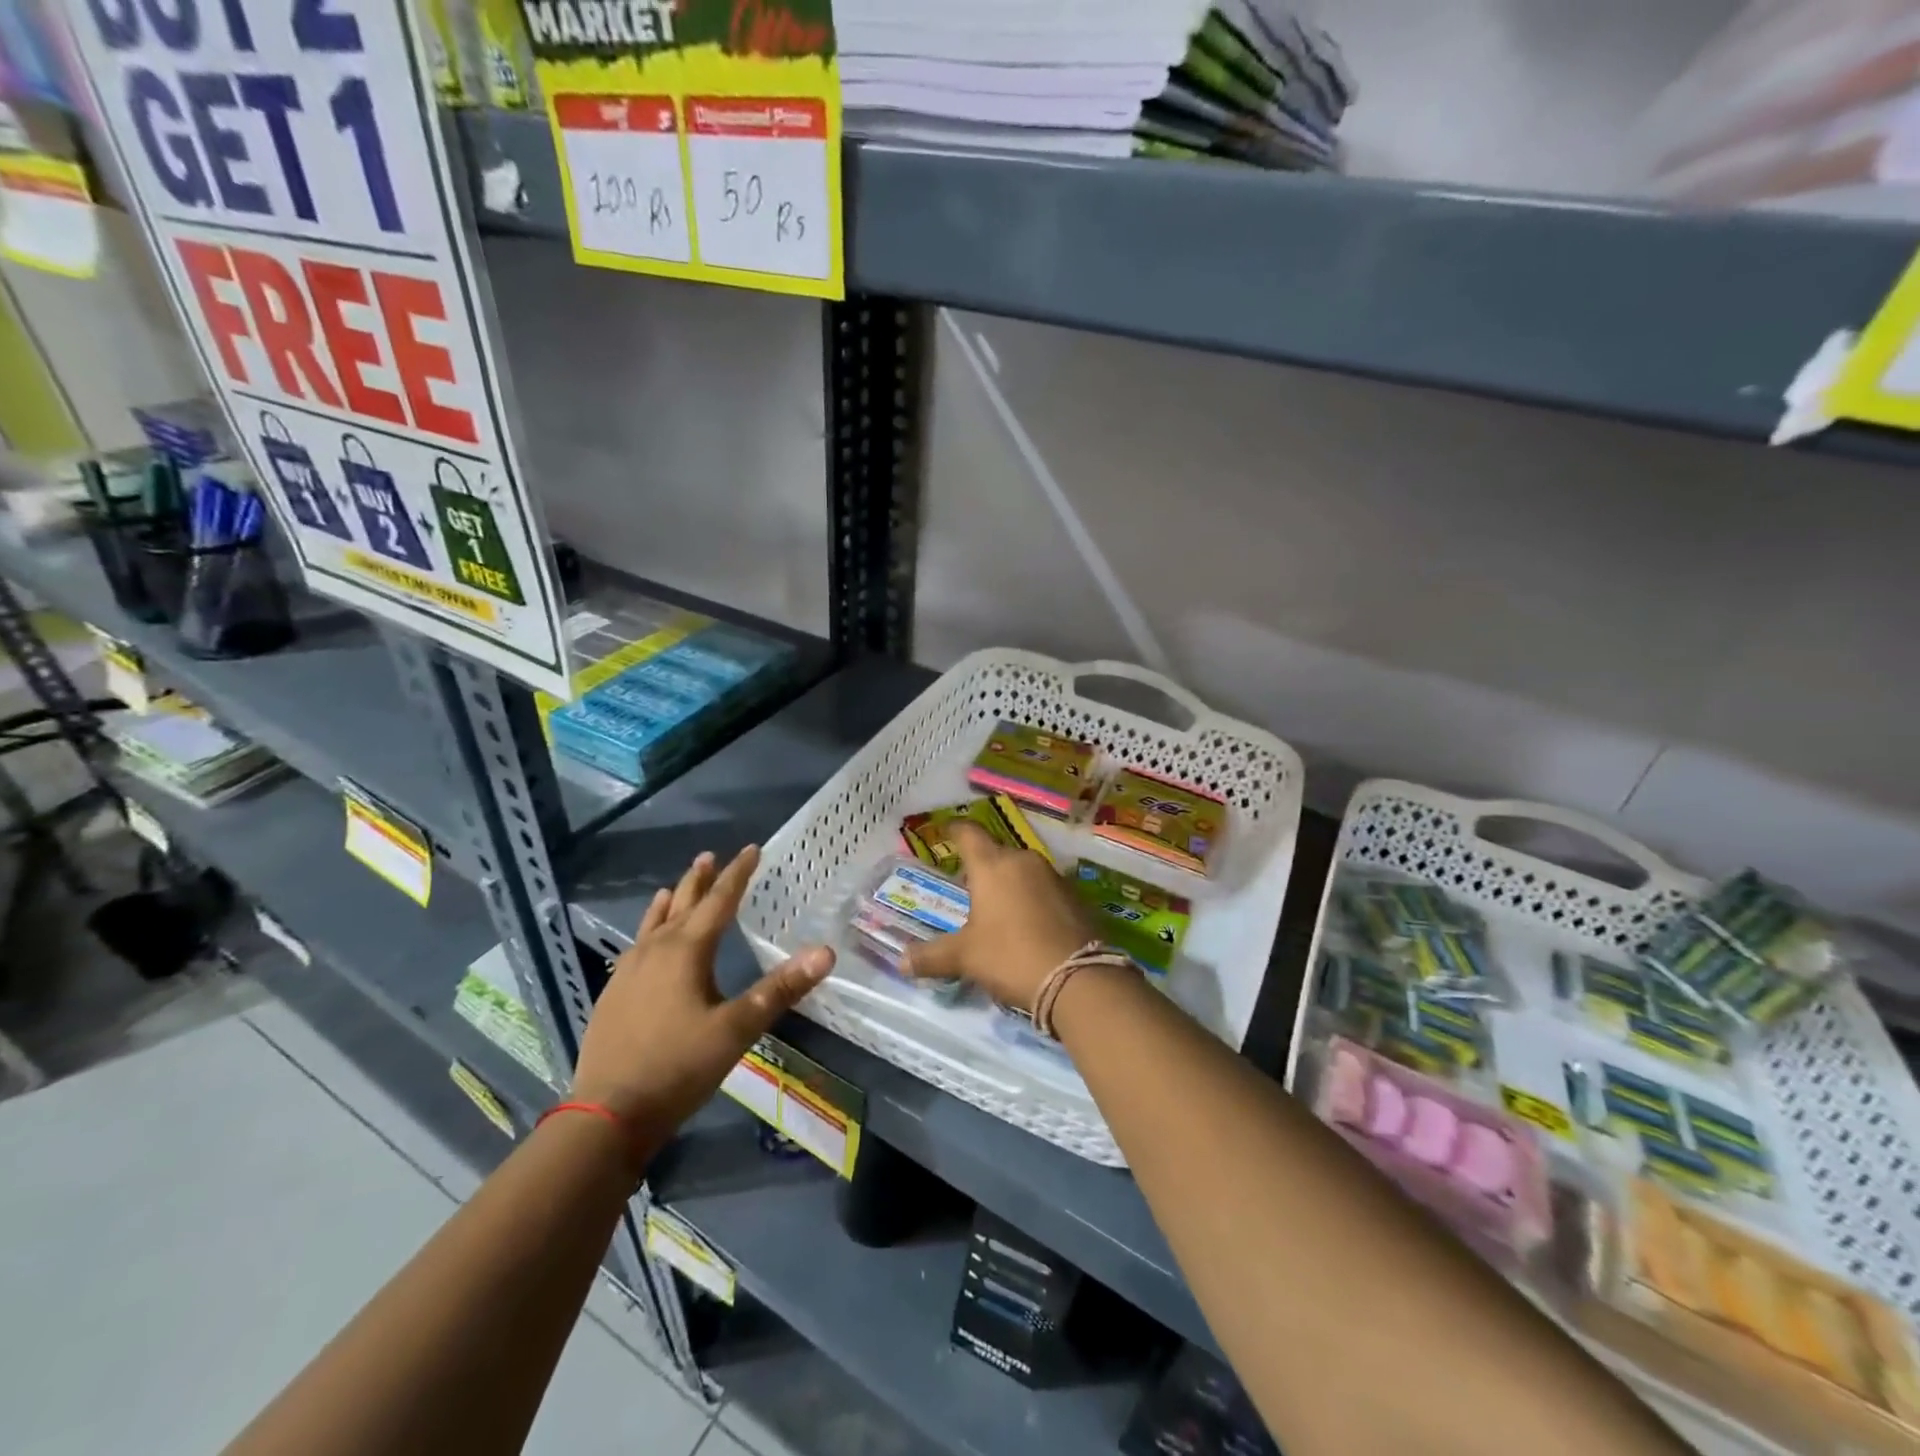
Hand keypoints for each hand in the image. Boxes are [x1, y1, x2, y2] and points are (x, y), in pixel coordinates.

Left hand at [571, 845, 834, 1135]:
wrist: (606, 1114)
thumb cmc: (678, 1066)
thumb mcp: (737, 1029)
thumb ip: (781, 989)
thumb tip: (826, 952)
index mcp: (686, 951)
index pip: (719, 901)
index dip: (738, 874)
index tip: (752, 849)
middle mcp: (655, 952)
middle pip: (681, 905)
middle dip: (699, 881)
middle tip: (709, 857)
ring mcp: (627, 973)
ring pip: (653, 925)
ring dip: (670, 903)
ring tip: (672, 888)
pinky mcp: (613, 995)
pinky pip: (636, 946)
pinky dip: (648, 931)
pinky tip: (644, 944)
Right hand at [902, 821, 1091, 1010]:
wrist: (1078, 978)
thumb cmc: (1011, 956)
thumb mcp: (965, 957)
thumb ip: (932, 956)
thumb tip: (901, 962)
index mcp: (992, 865)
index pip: (969, 833)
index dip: (954, 830)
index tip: (946, 831)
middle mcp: (1024, 861)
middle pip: (997, 853)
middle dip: (982, 867)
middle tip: (968, 888)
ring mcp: (1054, 876)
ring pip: (1023, 871)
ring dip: (1010, 884)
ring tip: (998, 910)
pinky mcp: (1076, 896)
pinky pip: (1045, 889)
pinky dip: (1033, 899)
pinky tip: (1029, 924)